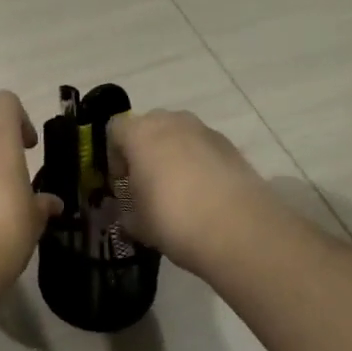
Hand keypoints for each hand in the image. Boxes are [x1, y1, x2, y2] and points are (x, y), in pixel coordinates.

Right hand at [108, 109, 278, 272]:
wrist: (237, 229)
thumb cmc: (172, 219)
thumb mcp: (137, 223)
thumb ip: (127, 212)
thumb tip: (130, 214)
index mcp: (140, 133)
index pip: (114, 130)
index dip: (113, 156)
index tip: (121, 184)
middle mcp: (172, 122)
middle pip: (149, 127)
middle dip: (144, 150)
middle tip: (147, 184)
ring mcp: (205, 131)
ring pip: (179, 135)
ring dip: (173, 155)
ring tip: (178, 191)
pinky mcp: (231, 146)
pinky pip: (204, 149)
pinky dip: (199, 164)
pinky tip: (203, 195)